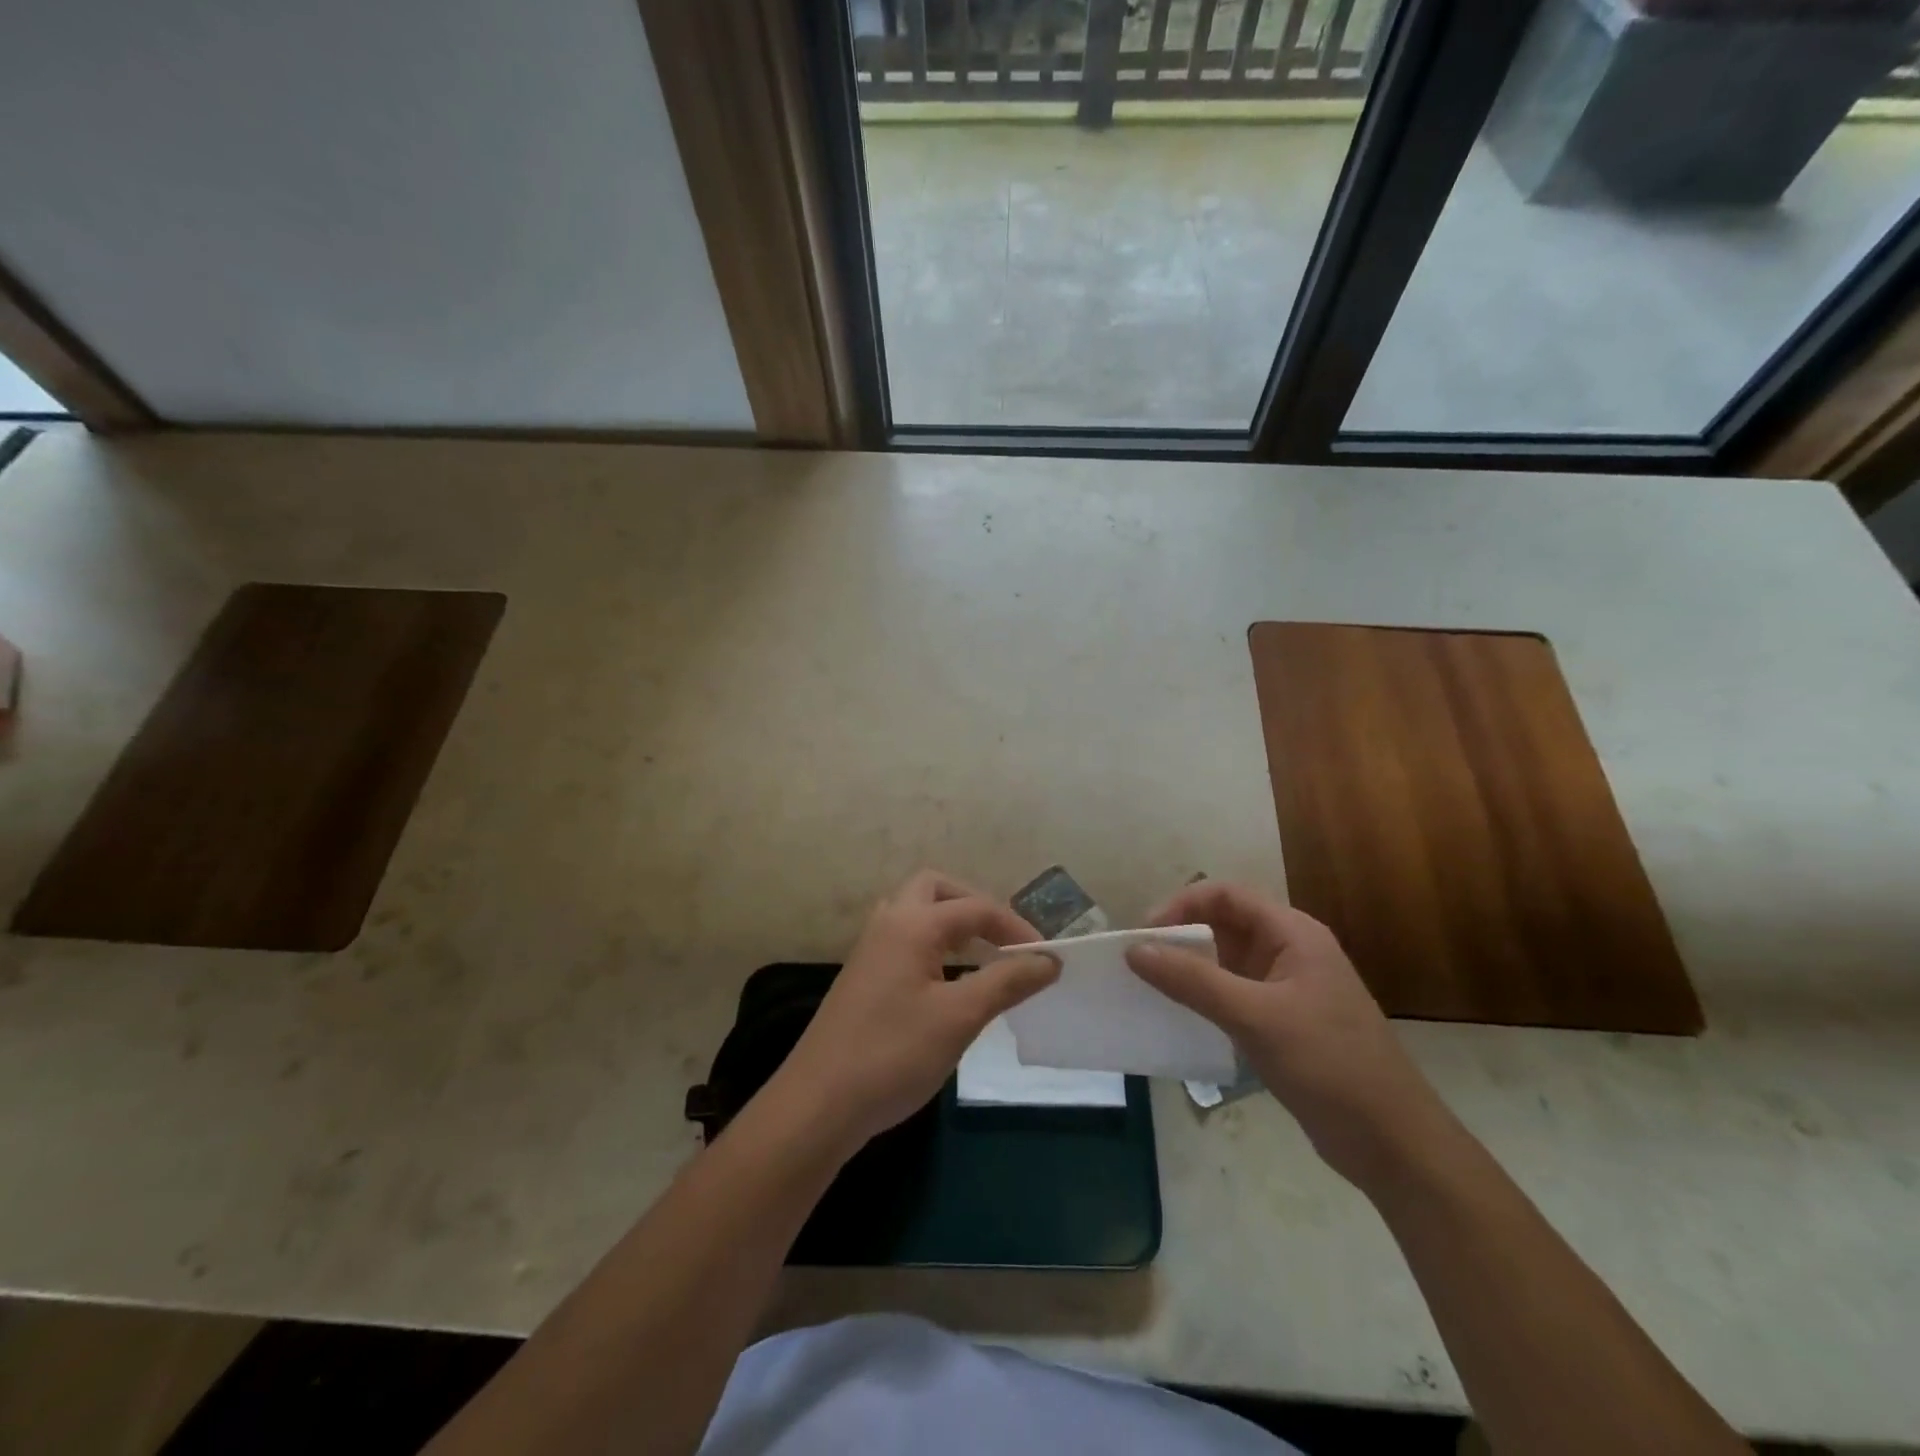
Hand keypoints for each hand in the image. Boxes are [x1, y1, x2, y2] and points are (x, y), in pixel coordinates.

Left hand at [769, 871, 1057, 1153]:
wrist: (818, 1103)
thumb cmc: (893, 1054)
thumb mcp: (959, 1018)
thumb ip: (1006, 982)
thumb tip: (1049, 960)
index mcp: (912, 924)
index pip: (976, 908)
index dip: (1016, 928)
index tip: (1047, 957)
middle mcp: (888, 924)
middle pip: (935, 889)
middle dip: (974, 905)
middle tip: (1002, 939)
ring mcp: (869, 950)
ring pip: (914, 912)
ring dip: (949, 922)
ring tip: (979, 953)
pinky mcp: (862, 976)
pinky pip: (903, 938)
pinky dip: (932, 943)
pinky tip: (946, 979)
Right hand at [1126, 882, 1449, 1189]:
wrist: (1393, 1143)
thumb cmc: (1329, 1065)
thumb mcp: (1255, 1017)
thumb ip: (1193, 980)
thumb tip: (1134, 950)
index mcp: (1293, 934)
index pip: (1225, 895)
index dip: (1181, 905)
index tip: (1144, 935)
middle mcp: (1290, 951)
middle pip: (1223, 924)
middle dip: (1180, 936)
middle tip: (1140, 962)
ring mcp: (1288, 988)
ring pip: (1226, 960)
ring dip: (1189, 967)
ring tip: (1150, 987)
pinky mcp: (1284, 1022)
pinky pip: (1233, 993)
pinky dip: (1204, 997)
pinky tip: (1180, 1016)